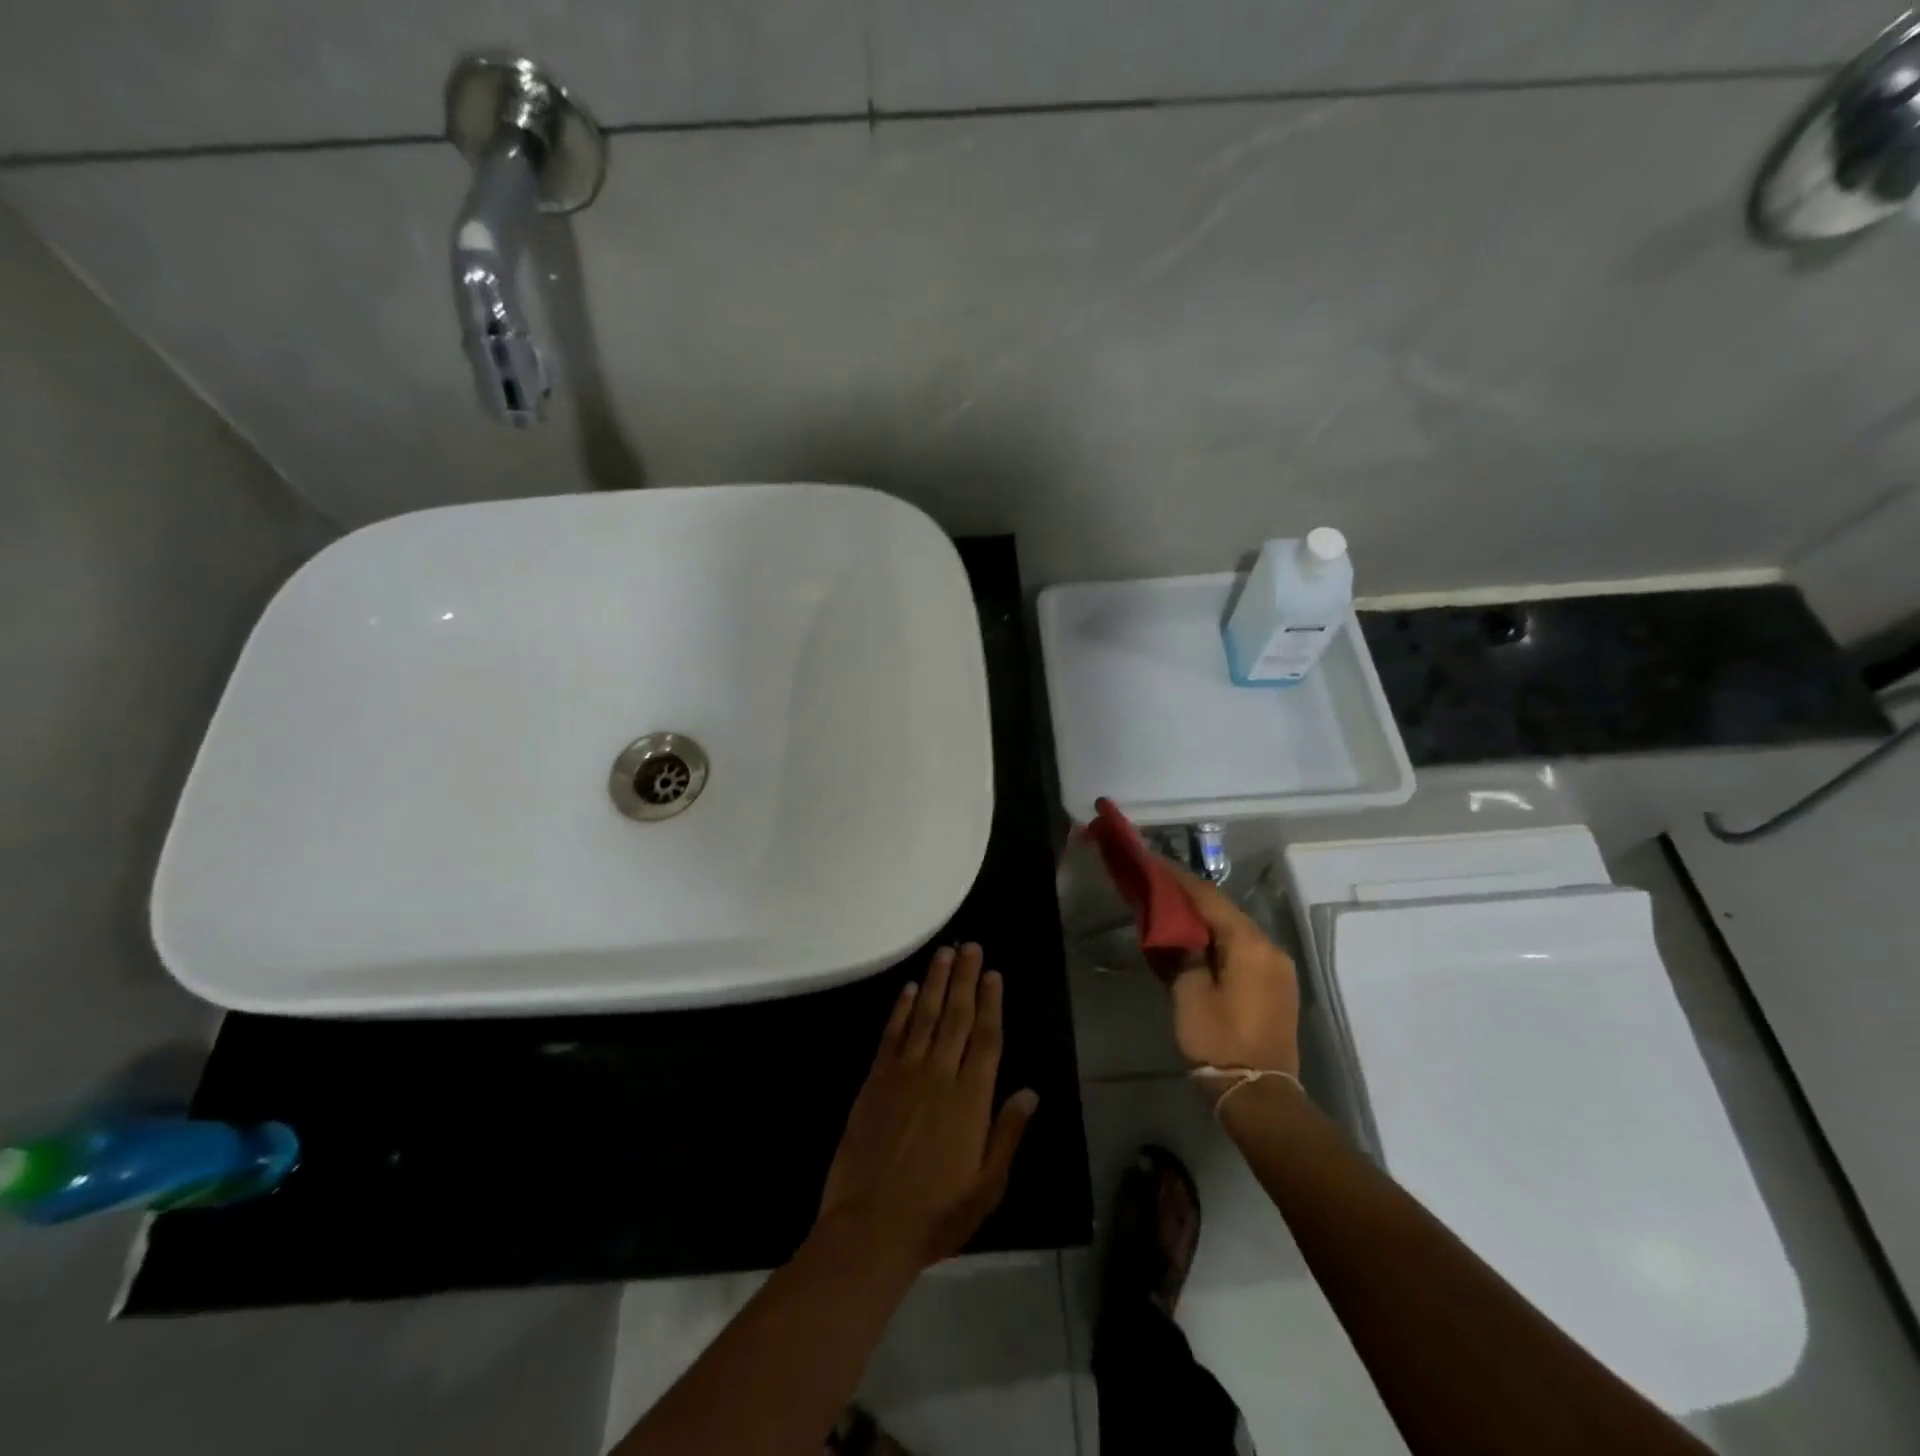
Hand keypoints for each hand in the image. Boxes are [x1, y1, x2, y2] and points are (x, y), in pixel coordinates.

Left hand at [815, 944, 1038, 1270]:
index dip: (991, 1003)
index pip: (986, 1038)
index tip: (994, 974)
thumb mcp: (987, 1186)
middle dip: (966, 979)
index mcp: (971, 1099)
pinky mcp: (875, 1081)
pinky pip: (892, 1035)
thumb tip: (1030, 1091)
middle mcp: (939, 1075)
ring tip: (945, 953)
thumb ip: (1008, 1133)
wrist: (870, 1228)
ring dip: (936, 982)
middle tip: (971, 946)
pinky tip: (910, 990)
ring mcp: (904, 1074)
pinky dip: (902, 1009)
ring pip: (925, 1016)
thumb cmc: (937, 1213)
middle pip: (956, 1016)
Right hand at [1159, 861, 1301, 1092]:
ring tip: (1171, 912)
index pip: (1209, 898)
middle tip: (1157, 888)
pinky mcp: (1276, 985)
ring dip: (1204, 919)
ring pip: (1234, 929)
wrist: (1258, 1095)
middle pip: (1225, 910)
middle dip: (1190, 898)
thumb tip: (1175, 931)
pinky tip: (1195, 942)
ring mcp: (1277, 967)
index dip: (1178, 880)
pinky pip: (1243, 949)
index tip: (1152, 865)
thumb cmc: (1219, 1040)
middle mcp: (1269, 947)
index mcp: (1249, 944)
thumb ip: (1182, 952)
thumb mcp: (1189, 992)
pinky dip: (1218, 939)